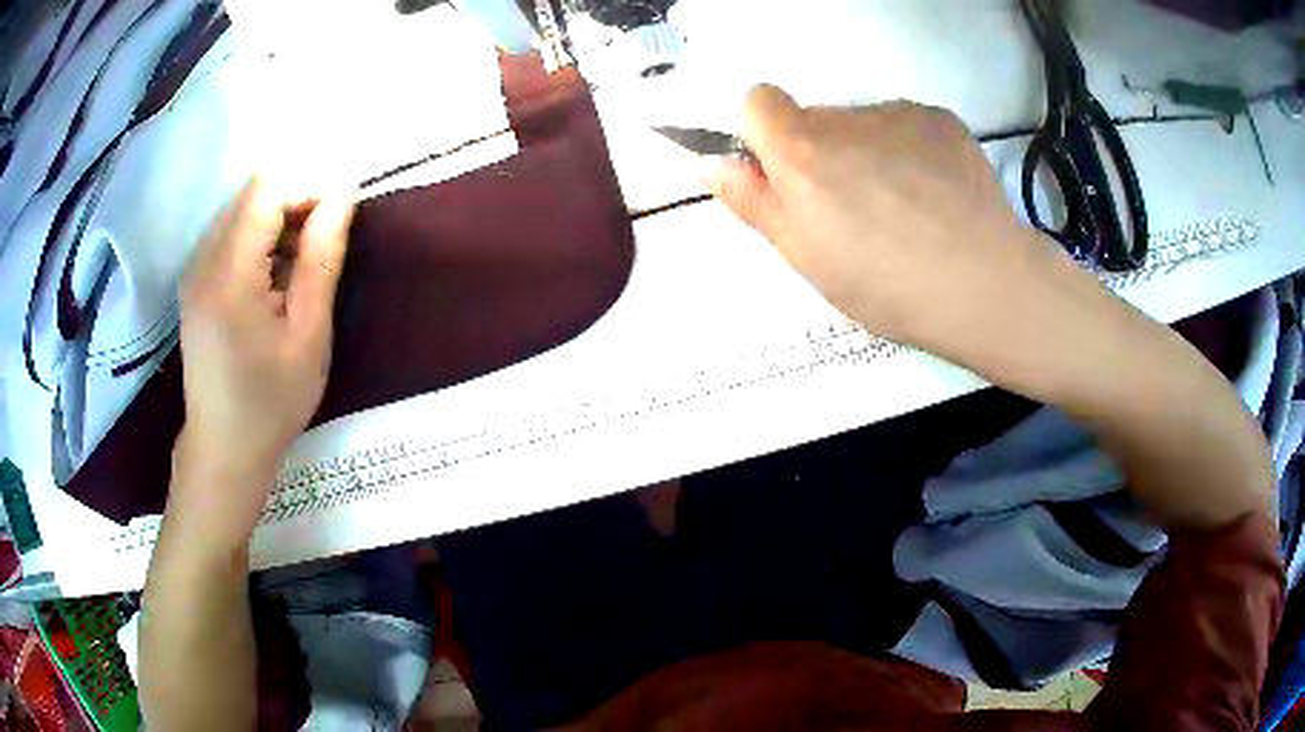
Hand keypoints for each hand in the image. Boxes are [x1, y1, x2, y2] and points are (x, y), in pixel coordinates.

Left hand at [172, 177, 354, 538]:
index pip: (267, 191)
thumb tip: (342, 196)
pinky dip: (259, 238)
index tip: (341, 213)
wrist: (223, 449)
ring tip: (301, 262)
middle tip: (325, 239)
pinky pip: (230, 233)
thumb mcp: (309, 335)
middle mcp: (202, 261)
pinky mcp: (194, 281)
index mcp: (229, 276)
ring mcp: (194, 270)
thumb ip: (321, 259)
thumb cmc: (271, 402)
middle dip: (296, 199)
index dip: (309, 186)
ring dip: (279, 219)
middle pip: (252, 193)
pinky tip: (274, 277)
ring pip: (241, 210)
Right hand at [704, 85, 1061, 360]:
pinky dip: (913, 152)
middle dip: (824, 154)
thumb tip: (710, 162)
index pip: (759, 100)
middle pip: (817, 120)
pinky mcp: (942, 120)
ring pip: (866, 125)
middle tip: (856, 212)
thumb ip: (752, 201)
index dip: (766, 133)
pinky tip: (938, 197)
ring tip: (906, 211)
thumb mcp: (804, 256)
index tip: (787, 174)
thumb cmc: (885, 283)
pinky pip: (909, 127)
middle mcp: (845, 117)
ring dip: (870, 153)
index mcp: (801, 150)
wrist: (984, 284)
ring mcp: (900, 114)